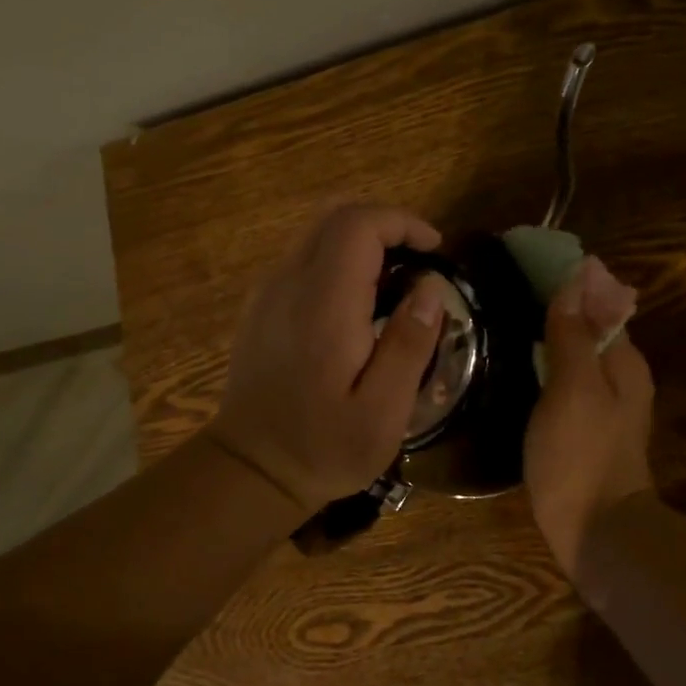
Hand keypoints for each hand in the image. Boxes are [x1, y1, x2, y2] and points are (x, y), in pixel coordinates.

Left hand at [209, 204, 445, 512]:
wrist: (251, 470)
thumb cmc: (323, 447)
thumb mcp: (383, 412)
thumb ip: (409, 344)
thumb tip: (431, 289)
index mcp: (323, 305)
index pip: (358, 225)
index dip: (402, 223)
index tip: (434, 250)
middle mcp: (289, 284)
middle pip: (335, 216)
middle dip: (384, 225)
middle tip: (419, 260)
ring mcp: (268, 293)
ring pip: (316, 234)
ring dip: (362, 241)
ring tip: (396, 282)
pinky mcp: (262, 307)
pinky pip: (303, 259)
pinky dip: (339, 260)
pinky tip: (359, 304)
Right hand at [524, 256, 653, 576]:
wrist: (595, 531)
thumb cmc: (582, 455)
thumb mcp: (573, 388)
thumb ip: (572, 335)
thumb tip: (573, 281)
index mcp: (624, 360)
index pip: (600, 301)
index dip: (569, 280)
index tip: (527, 261)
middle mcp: (621, 376)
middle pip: (589, 325)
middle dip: (559, 302)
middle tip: (507, 286)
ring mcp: (604, 404)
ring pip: (577, 352)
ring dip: (551, 331)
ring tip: (506, 315)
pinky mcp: (585, 427)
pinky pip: (567, 378)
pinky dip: (547, 361)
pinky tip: (518, 362)